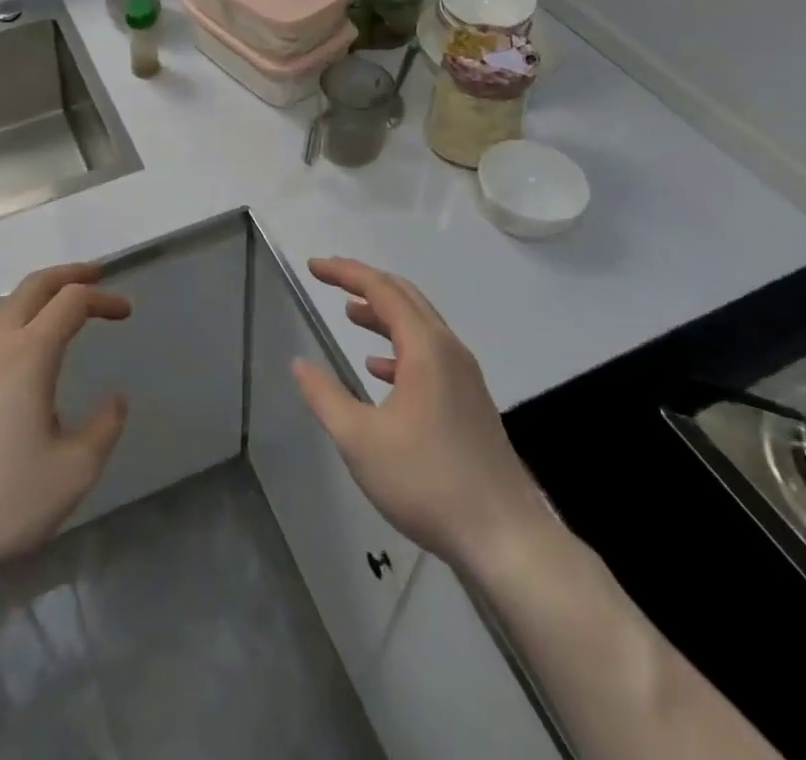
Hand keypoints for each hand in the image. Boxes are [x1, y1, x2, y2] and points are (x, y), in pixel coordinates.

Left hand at [0, 264, 129, 587]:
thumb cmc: (0, 499)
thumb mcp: (72, 473)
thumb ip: (103, 429)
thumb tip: (116, 400)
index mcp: (29, 354)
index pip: (71, 302)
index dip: (103, 298)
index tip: (126, 313)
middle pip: (33, 286)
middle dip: (68, 275)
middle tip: (96, 277)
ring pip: (5, 303)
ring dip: (37, 293)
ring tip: (60, 307)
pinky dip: (14, 315)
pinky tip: (21, 348)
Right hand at [290, 258, 550, 567]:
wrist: (506, 539)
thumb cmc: (427, 482)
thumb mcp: (360, 440)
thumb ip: (325, 396)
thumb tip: (299, 364)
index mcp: (425, 348)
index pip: (381, 289)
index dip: (344, 273)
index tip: (313, 267)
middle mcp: (449, 350)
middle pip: (405, 297)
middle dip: (365, 283)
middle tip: (330, 279)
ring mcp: (464, 376)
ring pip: (419, 326)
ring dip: (383, 314)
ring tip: (349, 314)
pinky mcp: (469, 400)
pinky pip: (429, 354)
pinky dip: (399, 346)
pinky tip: (378, 367)